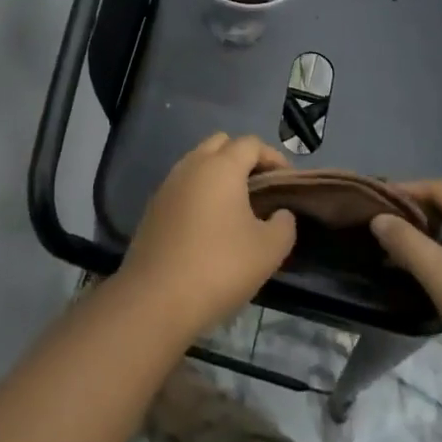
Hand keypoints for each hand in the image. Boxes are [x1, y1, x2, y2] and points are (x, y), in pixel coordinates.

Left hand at [118, 134, 296, 338]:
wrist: (156, 298)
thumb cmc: (219, 267)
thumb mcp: (269, 250)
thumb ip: (284, 224)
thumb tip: (280, 213)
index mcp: (221, 167)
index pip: (251, 143)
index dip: (273, 156)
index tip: (287, 181)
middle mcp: (191, 165)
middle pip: (221, 144)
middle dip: (244, 158)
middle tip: (262, 188)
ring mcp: (168, 184)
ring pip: (198, 163)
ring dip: (219, 174)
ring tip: (238, 206)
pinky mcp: (153, 207)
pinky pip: (183, 185)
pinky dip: (200, 192)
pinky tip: (210, 223)